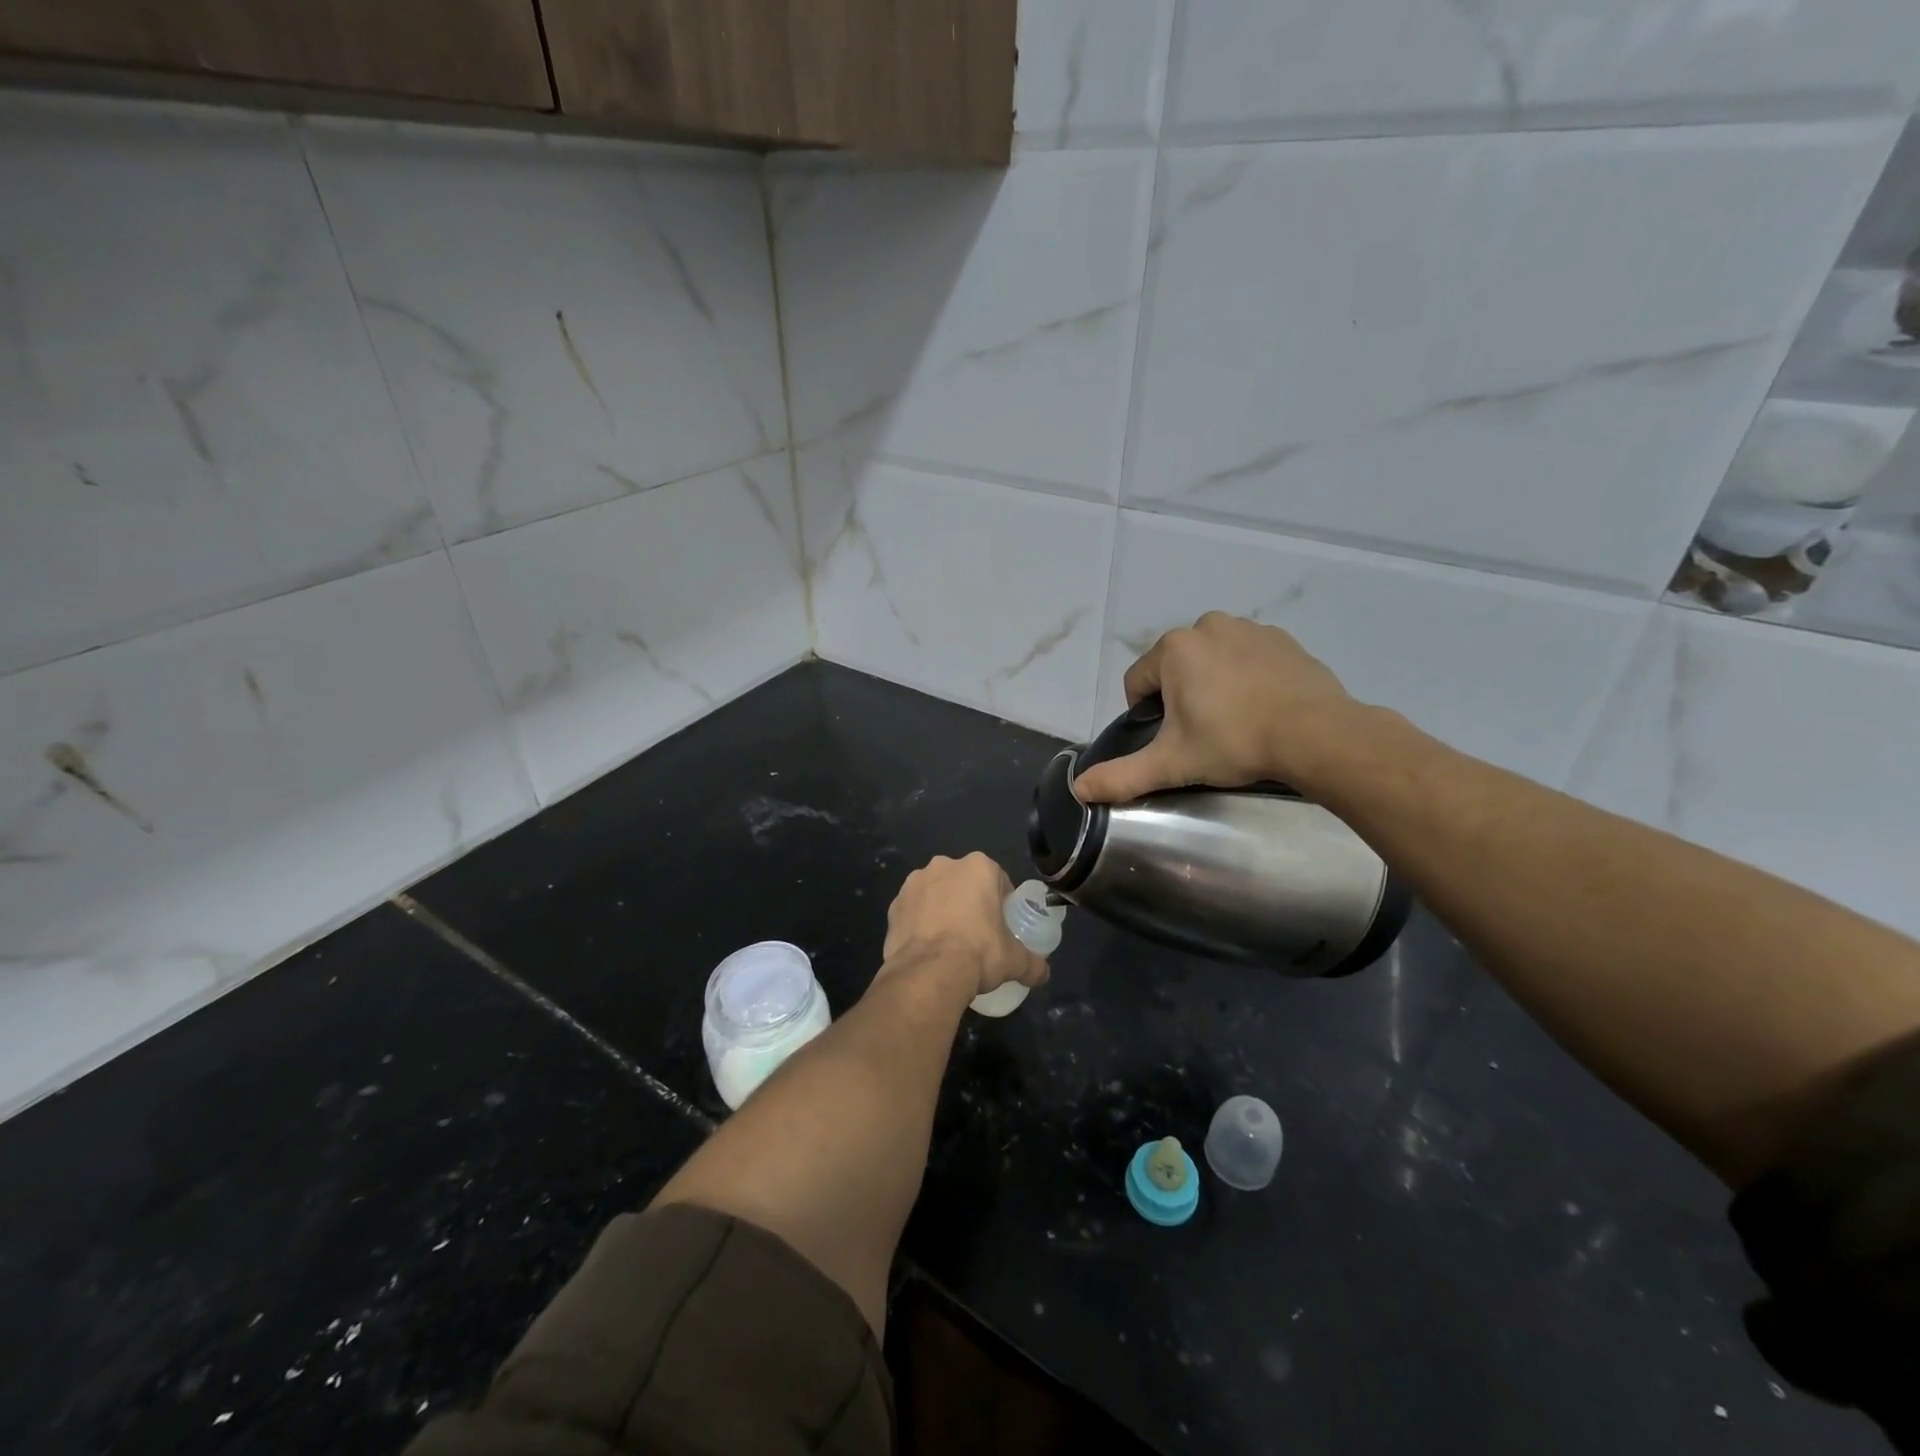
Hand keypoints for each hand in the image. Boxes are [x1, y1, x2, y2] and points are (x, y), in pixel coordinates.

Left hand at [882, 853, 1048, 998]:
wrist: (929, 972)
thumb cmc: (979, 953)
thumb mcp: (1014, 960)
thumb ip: (1033, 963)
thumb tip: (1043, 973)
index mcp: (978, 867)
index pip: (998, 880)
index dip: (1002, 903)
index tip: (1002, 926)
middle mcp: (944, 865)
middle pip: (964, 883)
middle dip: (970, 902)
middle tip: (977, 935)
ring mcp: (914, 883)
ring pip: (936, 894)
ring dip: (942, 910)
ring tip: (948, 944)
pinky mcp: (894, 904)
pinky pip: (913, 911)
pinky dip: (919, 924)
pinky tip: (927, 949)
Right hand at [1074, 612, 1359, 802]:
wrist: (1317, 735)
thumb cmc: (1235, 742)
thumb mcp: (1172, 764)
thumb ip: (1122, 776)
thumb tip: (1078, 790)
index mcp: (1174, 648)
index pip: (1137, 683)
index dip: (1146, 715)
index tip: (1172, 740)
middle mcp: (1207, 626)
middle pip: (1174, 668)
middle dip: (1180, 697)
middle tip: (1203, 734)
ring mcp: (1249, 628)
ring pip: (1211, 660)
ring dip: (1212, 685)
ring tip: (1235, 721)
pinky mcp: (1283, 639)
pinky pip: (1247, 657)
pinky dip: (1246, 677)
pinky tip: (1262, 707)